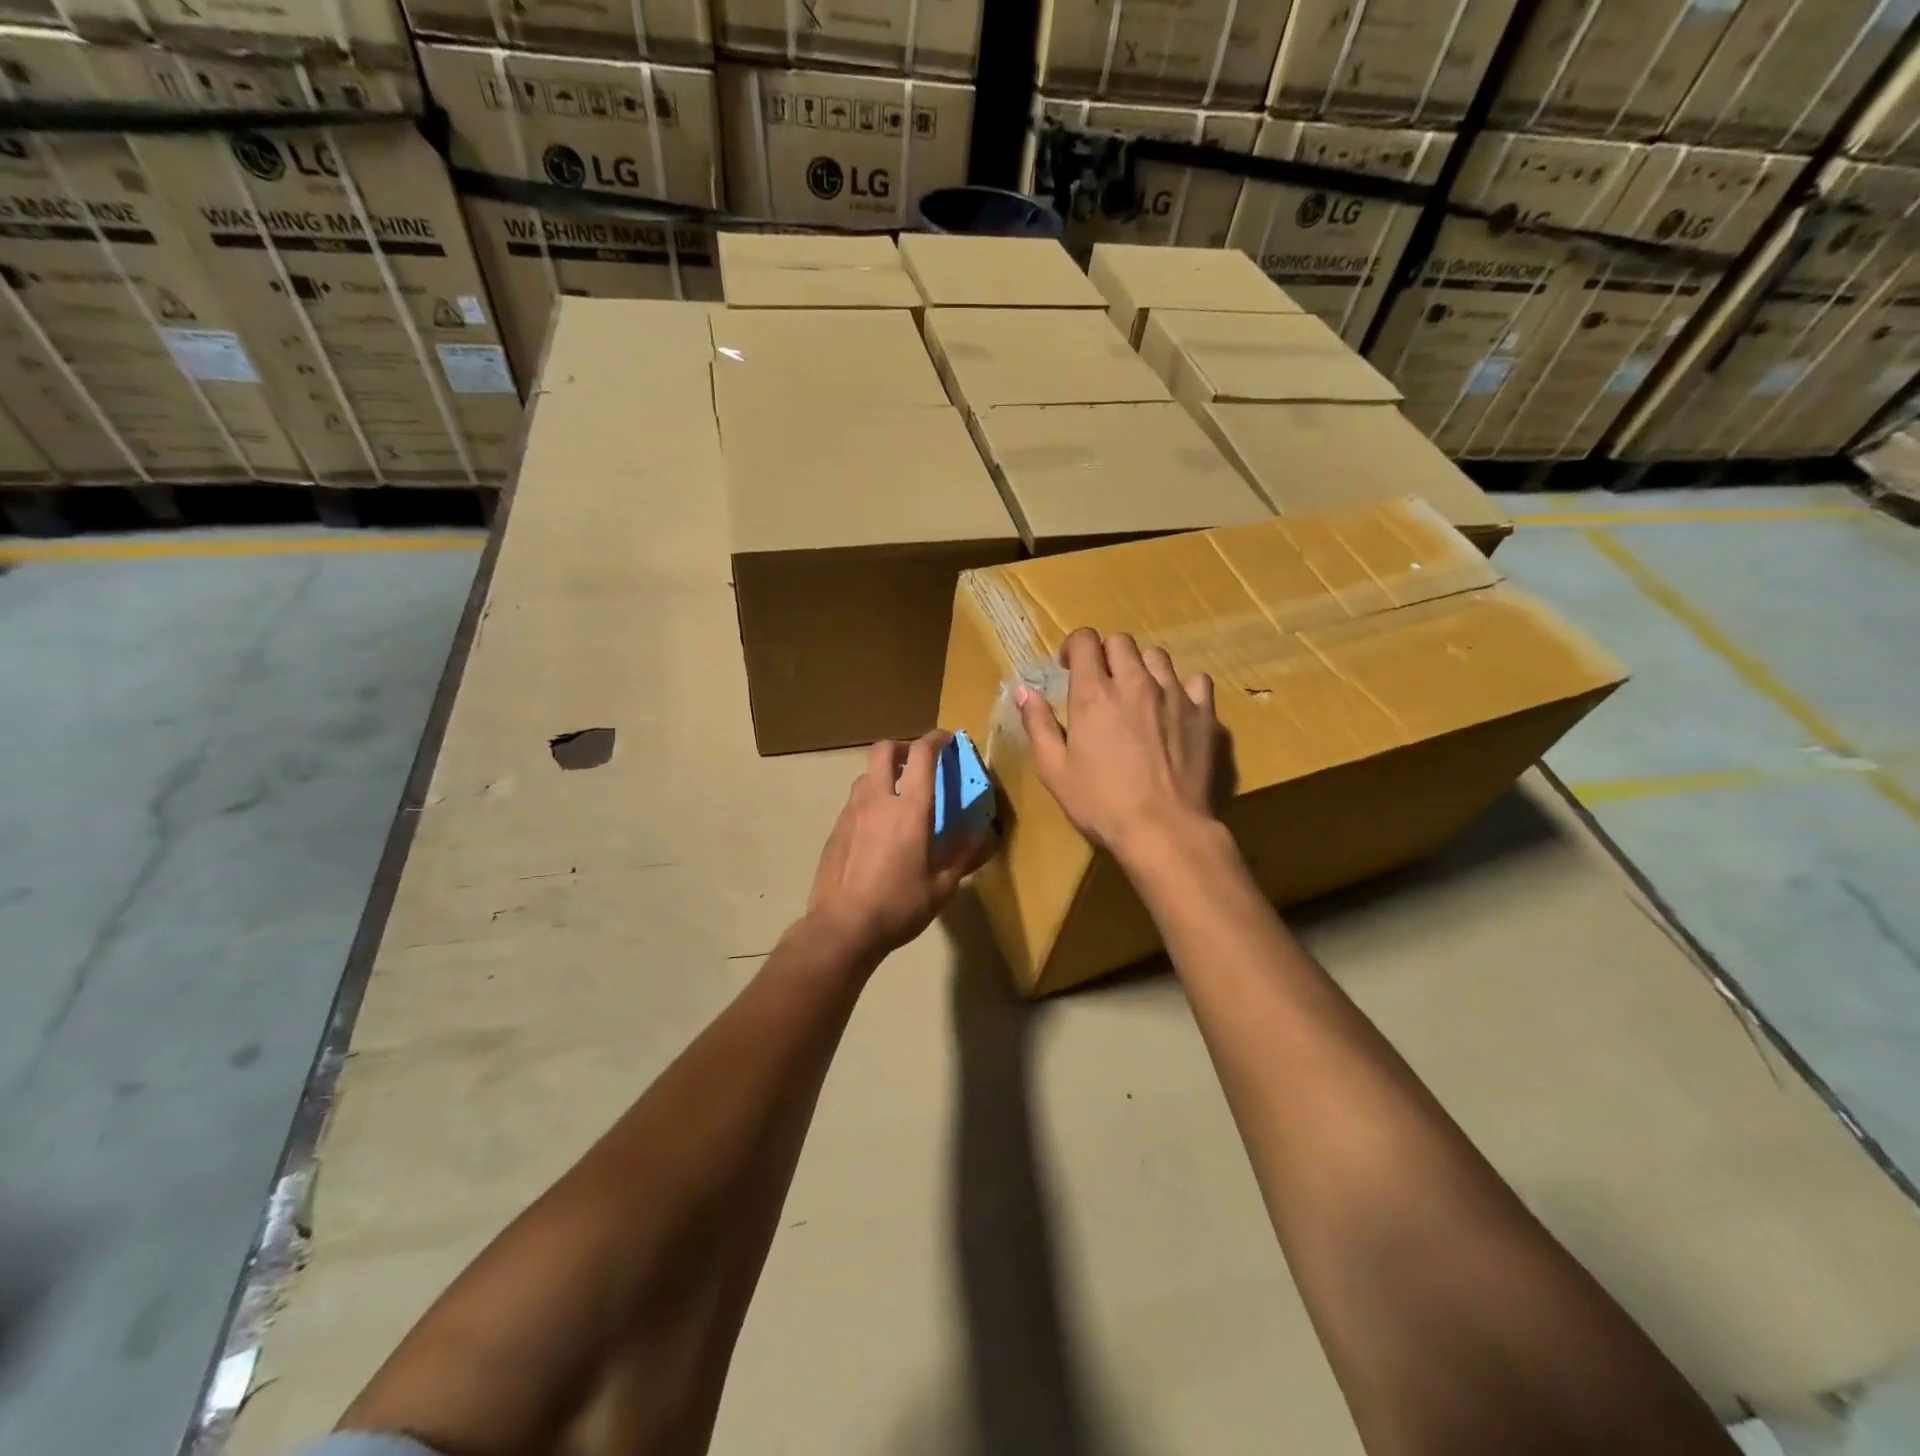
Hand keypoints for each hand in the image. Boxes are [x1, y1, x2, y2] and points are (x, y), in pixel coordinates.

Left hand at [806, 732, 988, 966]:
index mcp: (909, 809)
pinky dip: (871, 798)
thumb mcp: (941, 887)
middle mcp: (878, 800)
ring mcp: (851, 812)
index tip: (948, 739)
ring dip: (885, 773)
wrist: (842, 927)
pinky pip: (855, 800)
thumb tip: (979, 835)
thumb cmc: (898, 906)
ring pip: (866, 774)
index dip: (936, 739)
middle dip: (904, 747)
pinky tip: (879, 827)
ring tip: (900, 795)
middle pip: (884, 750)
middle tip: (918, 762)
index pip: (922, 755)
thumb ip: (962, 855)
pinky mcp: (836, 829)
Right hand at [1016, 628, 1219, 861]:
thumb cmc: (1100, 803)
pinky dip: (1183, 687)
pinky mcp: (1204, 713)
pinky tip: (1175, 708)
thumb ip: (1038, 725)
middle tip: (1101, 684)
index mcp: (1093, 693)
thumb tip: (1023, 691)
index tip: (1069, 668)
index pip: (1085, 640)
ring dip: (1142, 668)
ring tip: (1138, 695)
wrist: (1164, 829)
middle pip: (1122, 641)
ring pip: (1158, 656)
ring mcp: (1174, 694)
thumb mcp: (1054, 769)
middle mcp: (1134, 682)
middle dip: (1106, 654)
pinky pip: (1196, 681)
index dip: (1074, 647)